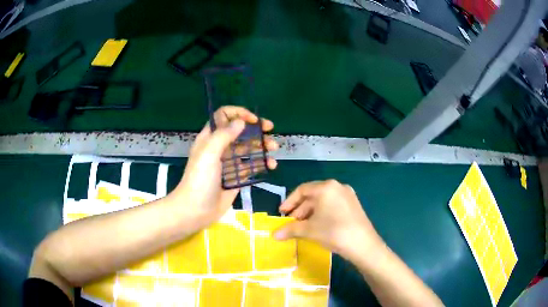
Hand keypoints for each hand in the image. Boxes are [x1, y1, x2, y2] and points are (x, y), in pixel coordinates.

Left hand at [170, 106, 278, 227]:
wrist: (196, 210)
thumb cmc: (199, 179)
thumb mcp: (209, 153)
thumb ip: (224, 135)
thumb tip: (241, 122)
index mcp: (210, 138)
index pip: (224, 117)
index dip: (239, 114)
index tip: (254, 120)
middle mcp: (220, 148)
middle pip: (240, 132)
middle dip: (255, 129)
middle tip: (271, 131)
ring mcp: (228, 163)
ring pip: (248, 149)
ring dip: (261, 146)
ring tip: (274, 150)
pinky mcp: (235, 178)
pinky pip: (251, 167)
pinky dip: (261, 164)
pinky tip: (270, 166)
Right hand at [274, 180, 382, 260]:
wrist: (363, 245)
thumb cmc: (333, 232)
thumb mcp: (309, 230)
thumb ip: (290, 229)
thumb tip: (273, 235)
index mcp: (326, 187)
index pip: (302, 190)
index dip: (289, 202)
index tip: (282, 213)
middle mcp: (338, 187)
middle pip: (313, 195)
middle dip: (300, 210)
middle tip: (292, 223)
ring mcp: (348, 195)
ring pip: (323, 201)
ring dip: (310, 213)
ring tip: (304, 227)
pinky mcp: (354, 205)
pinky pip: (333, 205)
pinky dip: (322, 213)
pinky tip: (318, 226)